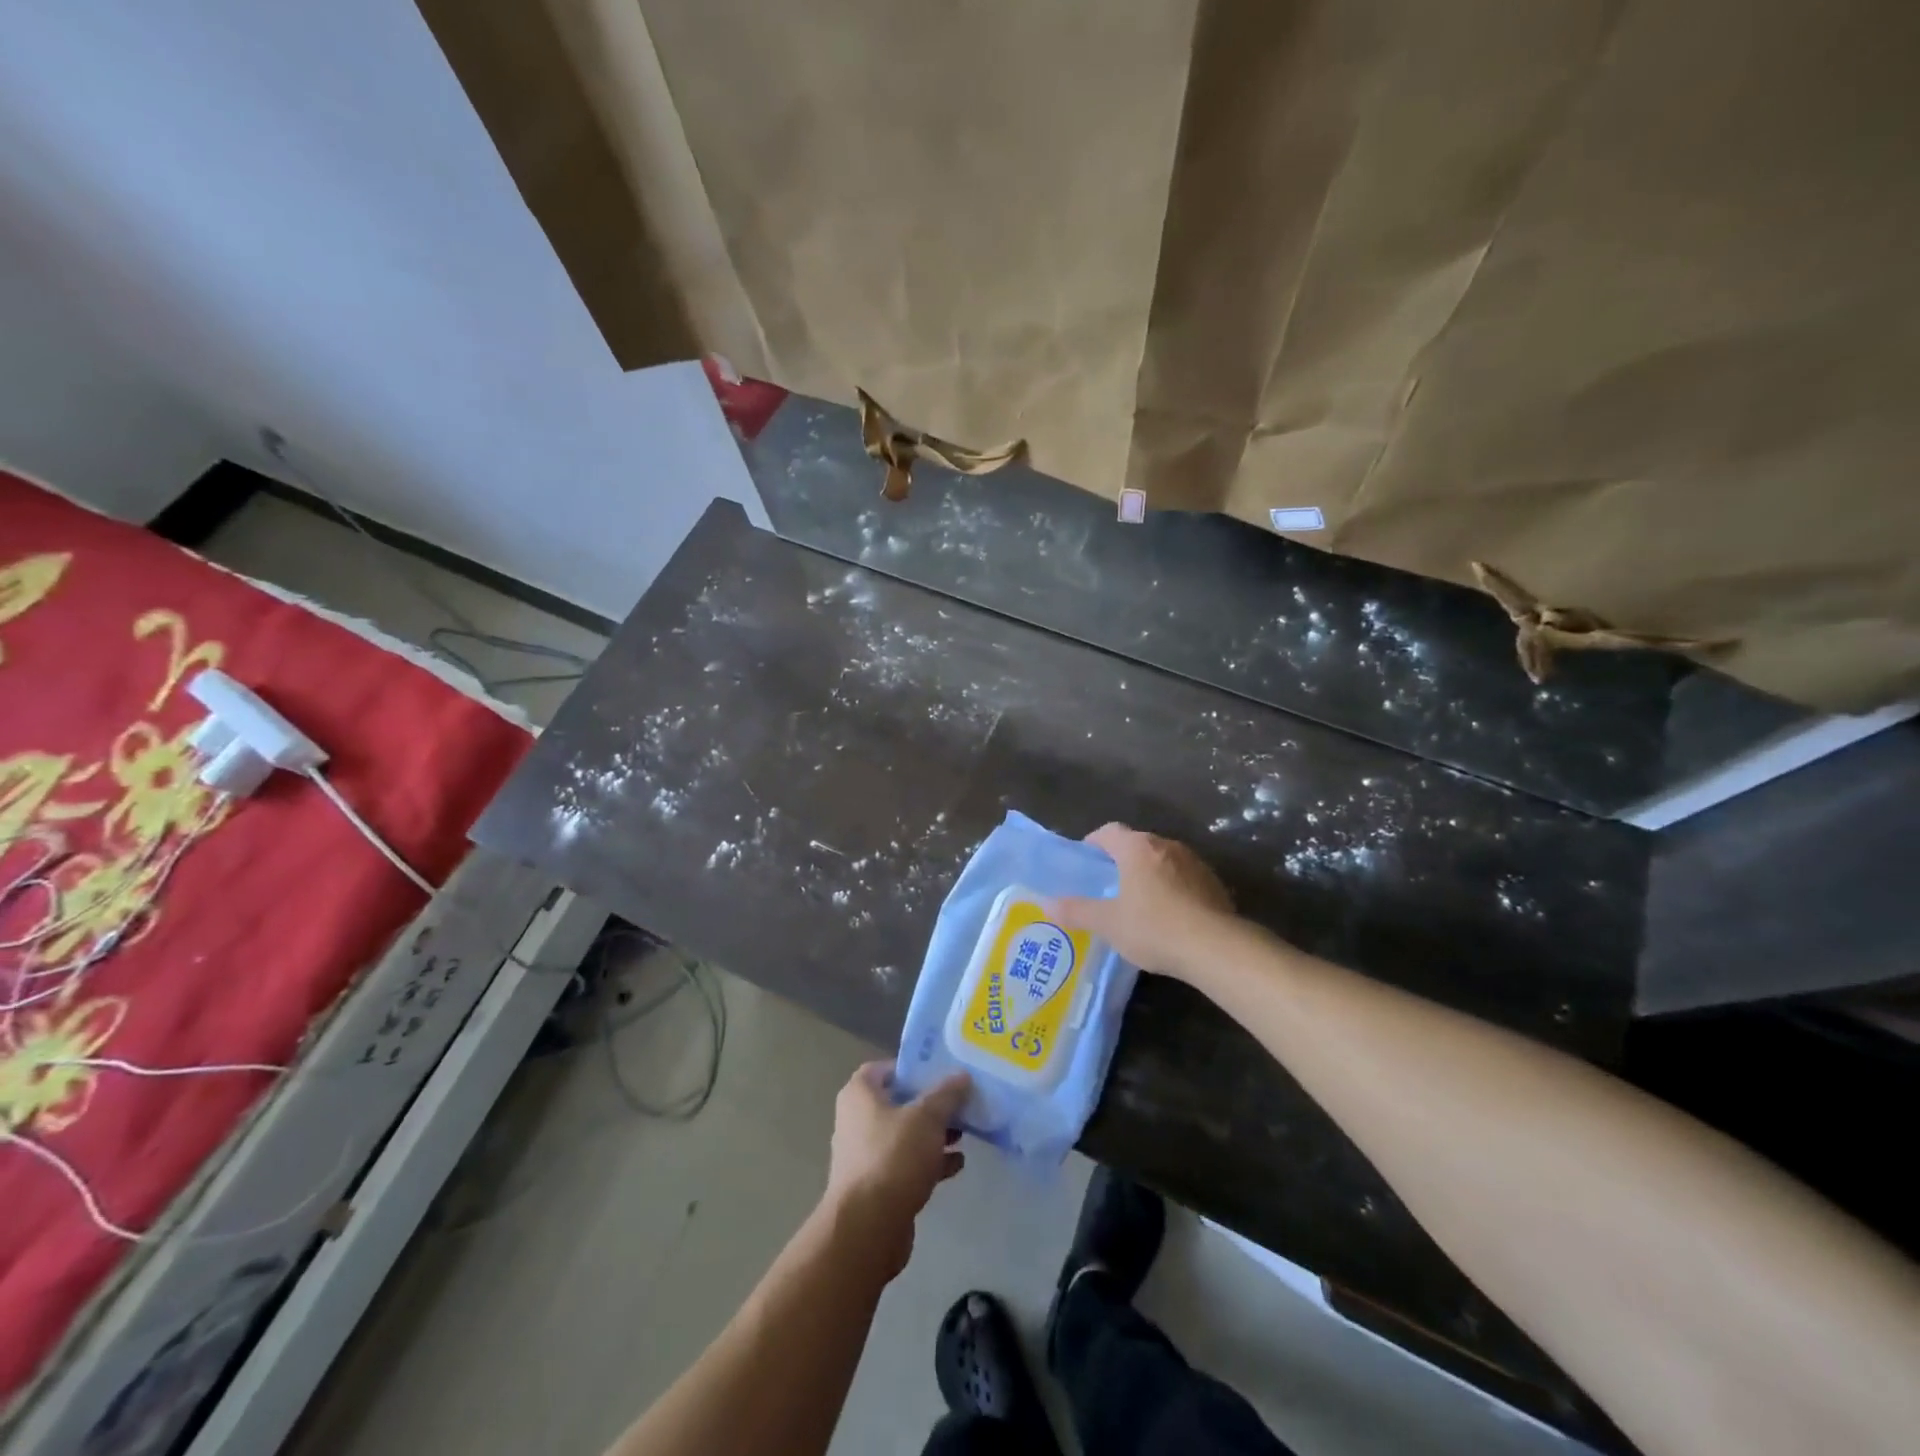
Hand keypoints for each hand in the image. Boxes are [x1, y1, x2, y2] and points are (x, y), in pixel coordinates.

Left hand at [822, 1062, 970, 1279]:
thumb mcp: (927, 1117)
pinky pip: (907, 1164)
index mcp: (860, 1095)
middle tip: (960, 1102)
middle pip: (898, 1102)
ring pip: (905, 1135)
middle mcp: (857, 1120)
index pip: (884, 1068)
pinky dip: (930, 1162)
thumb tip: (962, 1075)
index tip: (941, 1072)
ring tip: (965, 1132)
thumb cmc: (893, 1157)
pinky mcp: (878, 1187)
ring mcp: (866, 1155)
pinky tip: (958, 1164)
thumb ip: (946, 1094)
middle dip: (930, 1103)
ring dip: (933, 1134)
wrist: (868, 1228)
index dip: (911, 1067)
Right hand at [1052, 823, 1233, 979]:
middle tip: (1109, 886)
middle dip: (1121, 861)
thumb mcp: (1108, 923)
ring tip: (1139, 903)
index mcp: (1137, 848)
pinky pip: (1185, 878)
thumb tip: (1047, 904)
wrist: (1216, 948)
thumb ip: (1076, 911)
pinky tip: (1170, 917)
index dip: (1094, 843)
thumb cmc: (1154, 928)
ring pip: (1163, 861)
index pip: (1109, 831)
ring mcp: (1194, 863)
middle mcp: (1166, 846)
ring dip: (1150, 874)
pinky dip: (1173, 889)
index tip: (1086, 863)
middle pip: (1137, 844)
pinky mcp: (1214, 883)